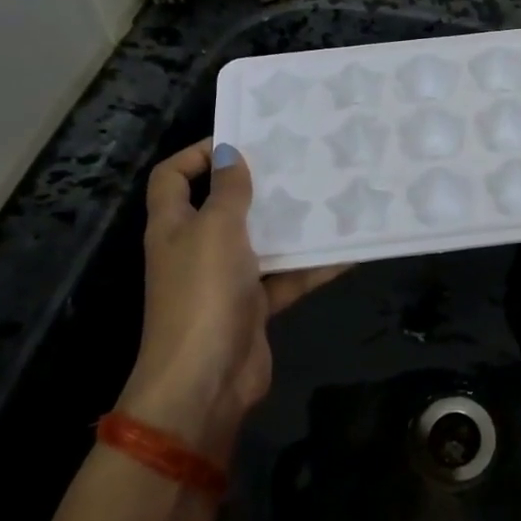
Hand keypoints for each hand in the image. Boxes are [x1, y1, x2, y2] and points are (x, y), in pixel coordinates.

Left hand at [121, 139, 346, 460]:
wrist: (206, 380)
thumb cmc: (203, 293)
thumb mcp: (215, 229)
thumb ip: (227, 190)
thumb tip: (229, 153)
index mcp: (173, 225)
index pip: (172, 177)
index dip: (196, 153)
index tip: (241, 140)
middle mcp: (197, 248)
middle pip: (223, 205)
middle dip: (257, 186)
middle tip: (298, 163)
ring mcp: (225, 279)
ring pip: (261, 241)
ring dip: (291, 224)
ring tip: (329, 196)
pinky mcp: (253, 306)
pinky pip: (286, 277)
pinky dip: (312, 266)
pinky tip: (348, 250)